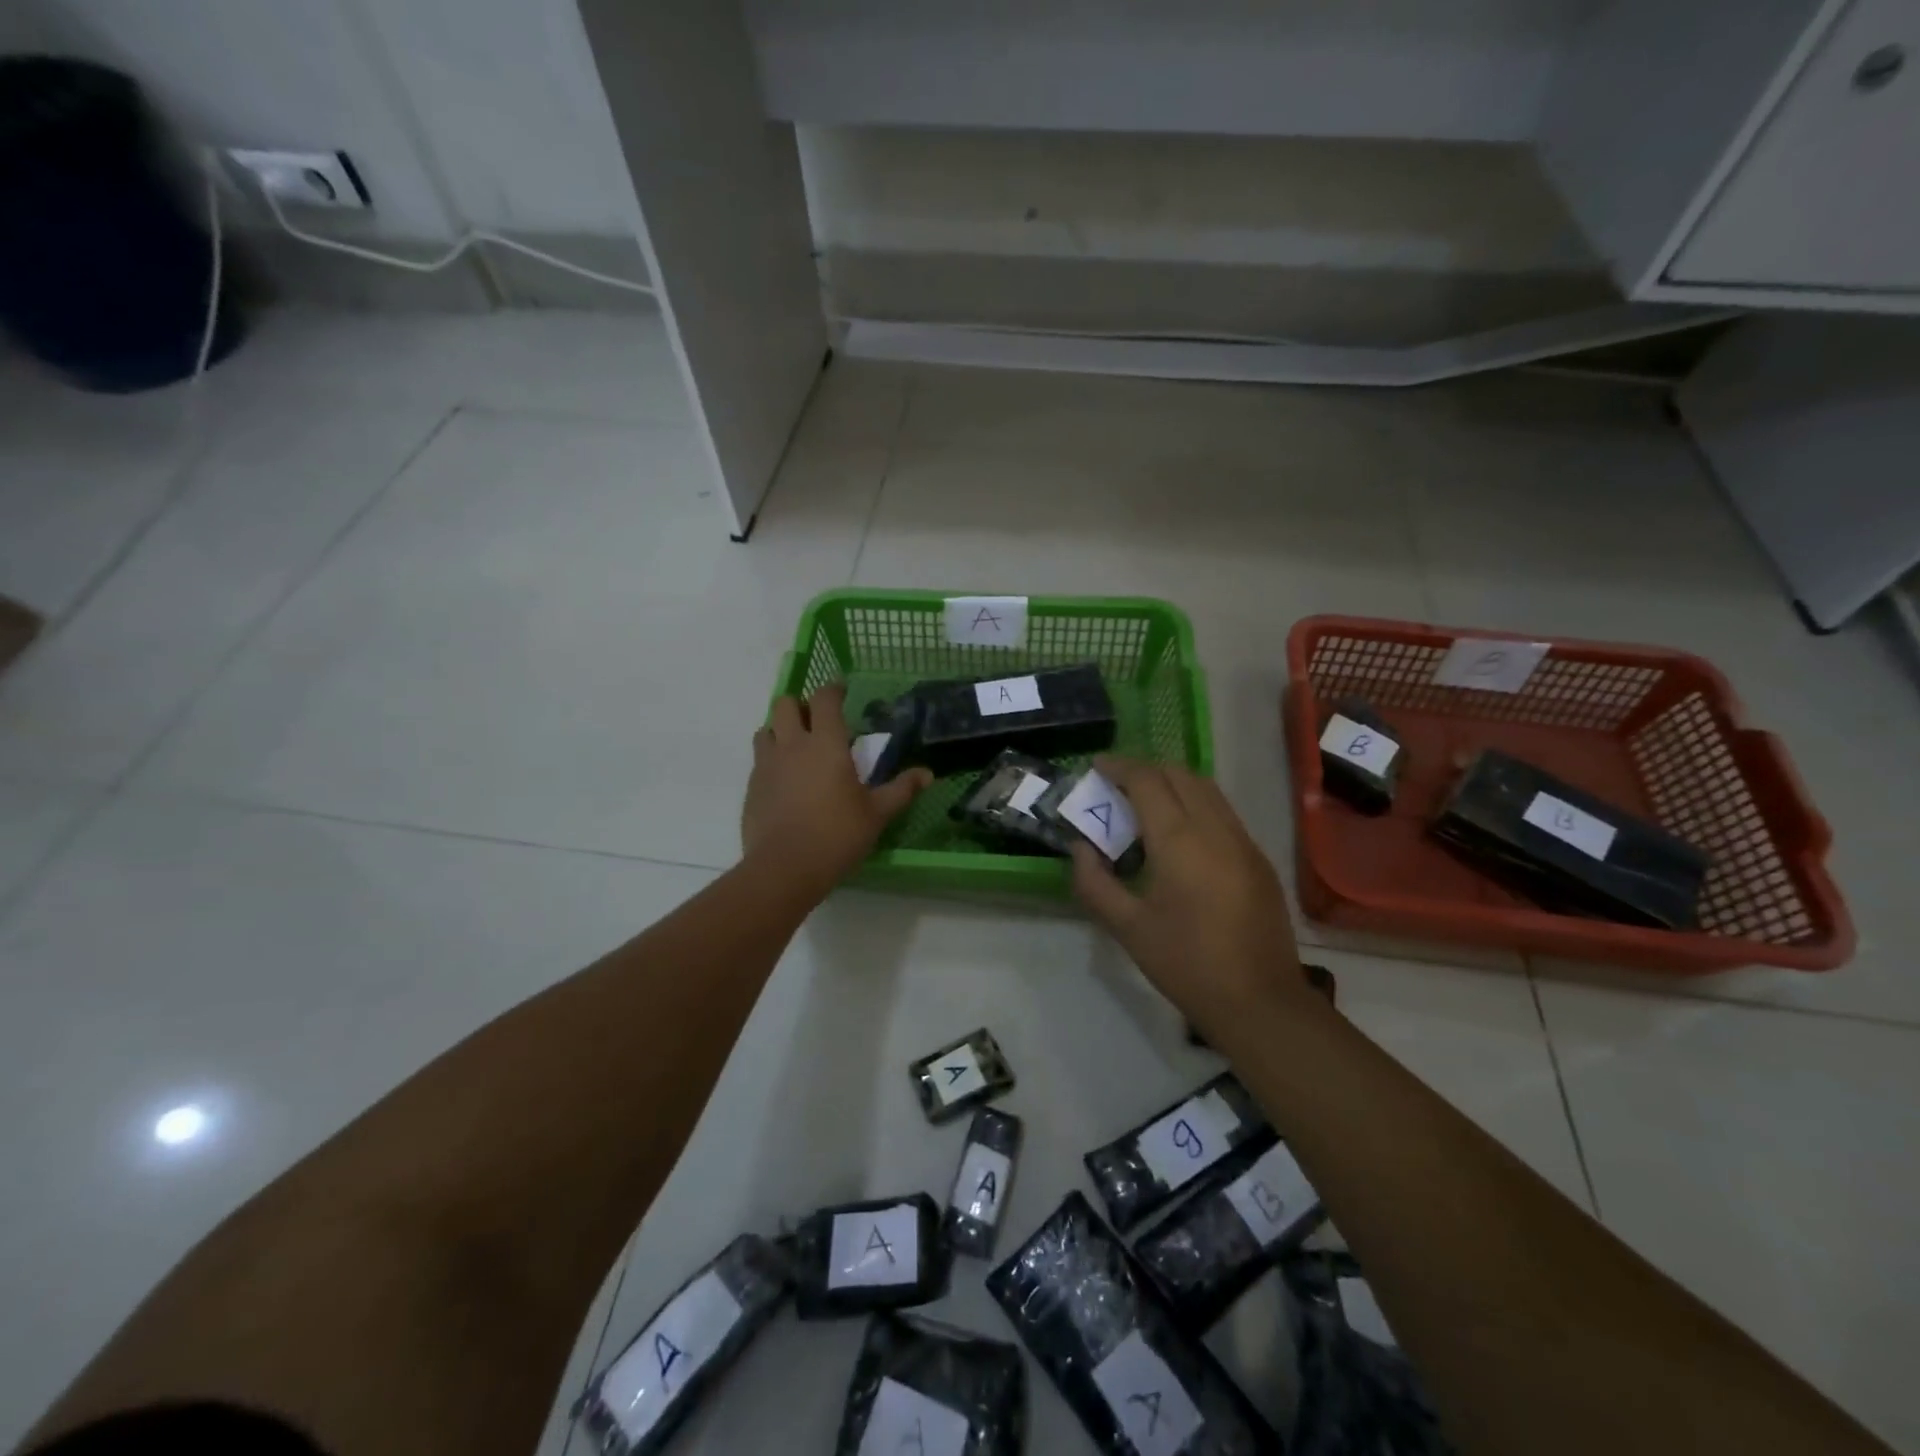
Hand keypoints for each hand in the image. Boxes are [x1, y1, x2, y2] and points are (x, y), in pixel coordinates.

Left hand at [742, 685, 930, 897]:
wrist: (784, 867)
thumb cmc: (837, 835)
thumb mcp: (877, 814)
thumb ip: (901, 789)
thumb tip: (927, 774)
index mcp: (826, 744)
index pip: (824, 699)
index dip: (832, 689)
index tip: (841, 690)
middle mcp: (792, 745)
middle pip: (785, 704)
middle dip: (800, 705)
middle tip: (817, 722)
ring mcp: (766, 765)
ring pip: (766, 729)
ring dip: (780, 730)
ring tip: (797, 748)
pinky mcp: (751, 787)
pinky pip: (758, 760)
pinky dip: (771, 759)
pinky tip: (784, 781)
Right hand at [1071, 756, 1312, 1037]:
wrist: (1260, 1002)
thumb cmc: (1186, 964)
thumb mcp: (1128, 928)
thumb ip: (1095, 882)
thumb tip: (1081, 848)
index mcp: (1180, 840)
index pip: (1147, 781)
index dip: (1119, 767)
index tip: (1096, 766)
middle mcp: (1215, 828)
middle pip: (1180, 775)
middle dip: (1145, 770)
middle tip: (1116, 785)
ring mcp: (1244, 842)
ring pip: (1206, 789)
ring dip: (1173, 783)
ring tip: (1145, 803)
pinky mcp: (1258, 859)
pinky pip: (1223, 812)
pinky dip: (1195, 804)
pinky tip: (1179, 834)